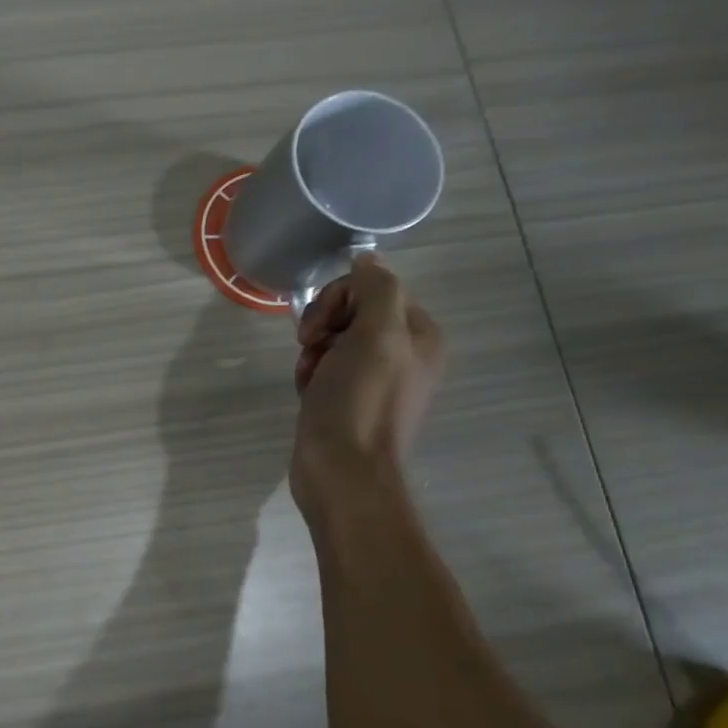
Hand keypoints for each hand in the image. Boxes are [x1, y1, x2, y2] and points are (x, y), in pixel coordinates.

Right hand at [291, 255, 443, 512]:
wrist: (341, 471)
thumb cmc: (358, 401)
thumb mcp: (375, 335)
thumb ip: (375, 289)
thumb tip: (365, 257)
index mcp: (418, 335)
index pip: (372, 288)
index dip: (337, 299)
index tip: (318, 329)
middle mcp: (404, 354)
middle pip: (351, 313)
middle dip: (322, 327)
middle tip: (311, 350)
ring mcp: (376, 380)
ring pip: (333, 341)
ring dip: (312, 352)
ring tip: (310, 377)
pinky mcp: (350, 401)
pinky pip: (326, 369)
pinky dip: (311, 374)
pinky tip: (308, 392)